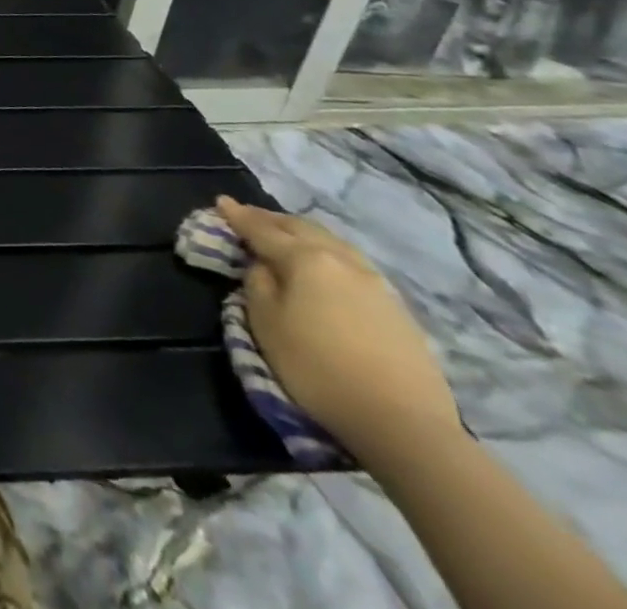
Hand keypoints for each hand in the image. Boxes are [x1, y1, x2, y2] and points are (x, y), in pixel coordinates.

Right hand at [216, 196, 459, 458]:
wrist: (405, 424)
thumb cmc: (318, 369)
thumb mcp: (266, 324)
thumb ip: (258, 283)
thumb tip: (264, 266)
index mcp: (305, 258)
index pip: (262, 229)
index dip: (238, 216)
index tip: (221, 201)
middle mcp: (341, 260)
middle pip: (301, 228)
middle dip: (271, 219)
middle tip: (249, 215)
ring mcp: (375, 283)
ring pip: (332, 241)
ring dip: (303, 233)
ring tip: (287, 234)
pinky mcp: (397, 308)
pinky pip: (353, 263)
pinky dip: (328, 253)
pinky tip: (327, 264)